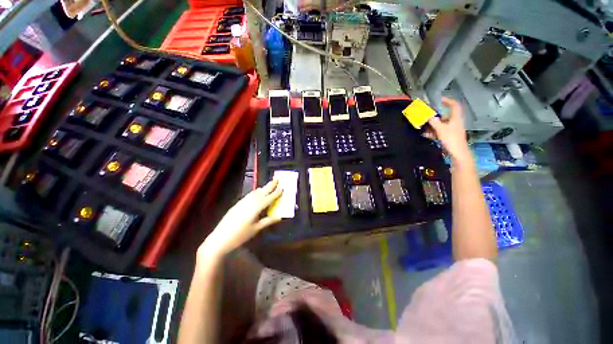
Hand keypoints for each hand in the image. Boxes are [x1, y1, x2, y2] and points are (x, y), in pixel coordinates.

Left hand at [198, 179, 281, 259]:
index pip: (269, 197)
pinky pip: (250, 194)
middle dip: (270, 185)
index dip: (276, 192)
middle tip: (277, 178)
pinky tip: (257, 194)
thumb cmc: (240, 235)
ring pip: (255, 192)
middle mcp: (250, 201)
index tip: (283, 187)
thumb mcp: (256, 229)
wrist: (220, 238)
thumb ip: (268, 221)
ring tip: (269, 185)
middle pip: (263, 191)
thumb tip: (280, 217)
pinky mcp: (238, 203)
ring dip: (263, 187)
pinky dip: (256, 192)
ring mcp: (243, 201)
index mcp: (257, 207)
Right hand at [426, 97, 470, 161]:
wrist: (458, 153)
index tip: (440, 100)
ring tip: (423, 127)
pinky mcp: (449, 136)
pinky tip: (426, 134)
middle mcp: (455, 122)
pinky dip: (433, 132)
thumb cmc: (451, 139)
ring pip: (441, 124)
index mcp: (456, 118)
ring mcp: (452, 130)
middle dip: (435, 116)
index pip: (454, 105)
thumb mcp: (441, 129)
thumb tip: (428, 116)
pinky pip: (440, 131)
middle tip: (426, 117)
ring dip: (432, 125)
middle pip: (445, 116)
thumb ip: (434, 122)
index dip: (448, 101)